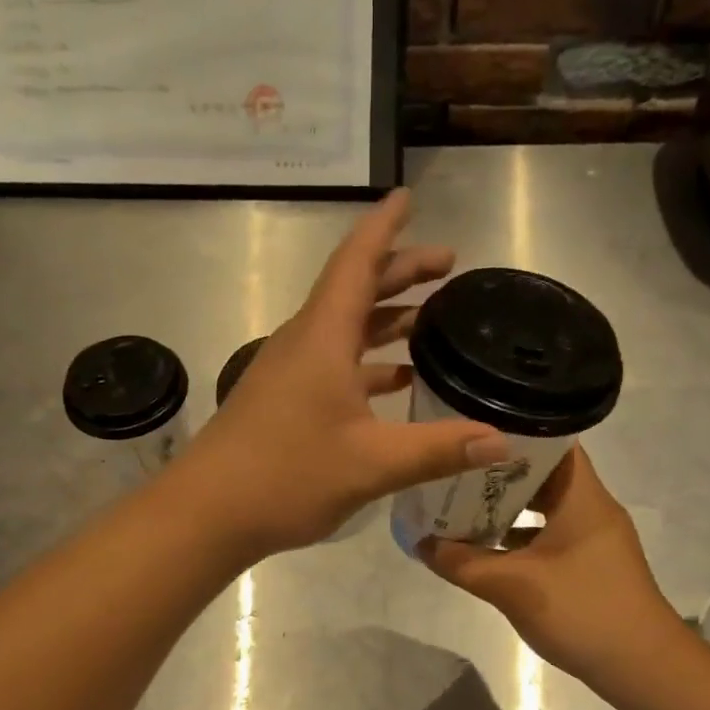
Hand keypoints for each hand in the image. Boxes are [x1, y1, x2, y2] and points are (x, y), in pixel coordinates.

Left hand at [173, 190, 509, 558]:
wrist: (207, 513)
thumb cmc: (286, 476)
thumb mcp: (371, 464)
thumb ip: (438, 449)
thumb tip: (502, 442)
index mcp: (322, 337)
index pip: (356, 262)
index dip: (384, 226)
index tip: (408, 196)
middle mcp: (304, 343)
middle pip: (354, 290)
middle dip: (400, 271)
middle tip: (447, 265)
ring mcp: (290, 372)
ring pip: (344, 328)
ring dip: (385, 318)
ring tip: (431, 318)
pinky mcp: (284, 399)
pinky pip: (334, 363)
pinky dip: (369, 362)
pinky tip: (397, 382)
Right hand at [420, 448, 677, 685]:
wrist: (642, 668)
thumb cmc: (582, 610)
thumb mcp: (512, 586)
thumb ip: (462, 563)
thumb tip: (421, 544)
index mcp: (582, 497)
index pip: (552, 443)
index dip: (513, 433)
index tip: (472, 432)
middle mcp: (591, 509)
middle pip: (543, 475)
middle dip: (497, 473)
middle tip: (454, 469)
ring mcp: (592, 539)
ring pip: (544, 509)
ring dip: (506, 508)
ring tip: (460, 504)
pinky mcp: (590, 565)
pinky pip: (548, 536)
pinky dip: (518, 538)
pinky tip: (485, 549)